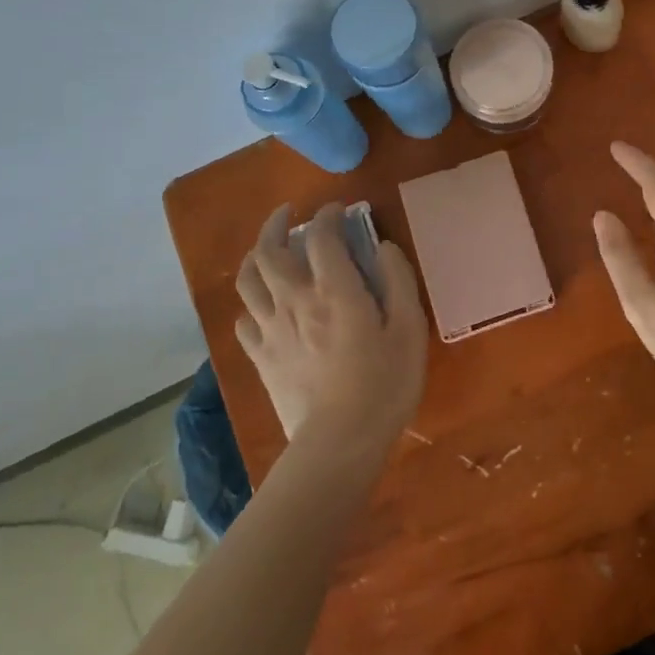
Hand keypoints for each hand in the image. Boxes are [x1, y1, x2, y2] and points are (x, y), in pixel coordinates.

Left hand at [234, 204, 427, 451]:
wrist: (339, 443)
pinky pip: (244, 320)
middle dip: (276, 224)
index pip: (321, 236)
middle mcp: (294, 300)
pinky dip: (251, 303)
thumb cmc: (384, 384)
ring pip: (247, 280)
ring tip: (266, 250)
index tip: (337, 211)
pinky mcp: (260, 358)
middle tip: (288, 215)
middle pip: (269, 250)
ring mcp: (271, 330)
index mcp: (333, 290)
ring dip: (254, 256)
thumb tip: (384, 246)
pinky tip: (263, 306)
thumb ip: (399, 280)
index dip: (328, 216)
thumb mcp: (410, 328)